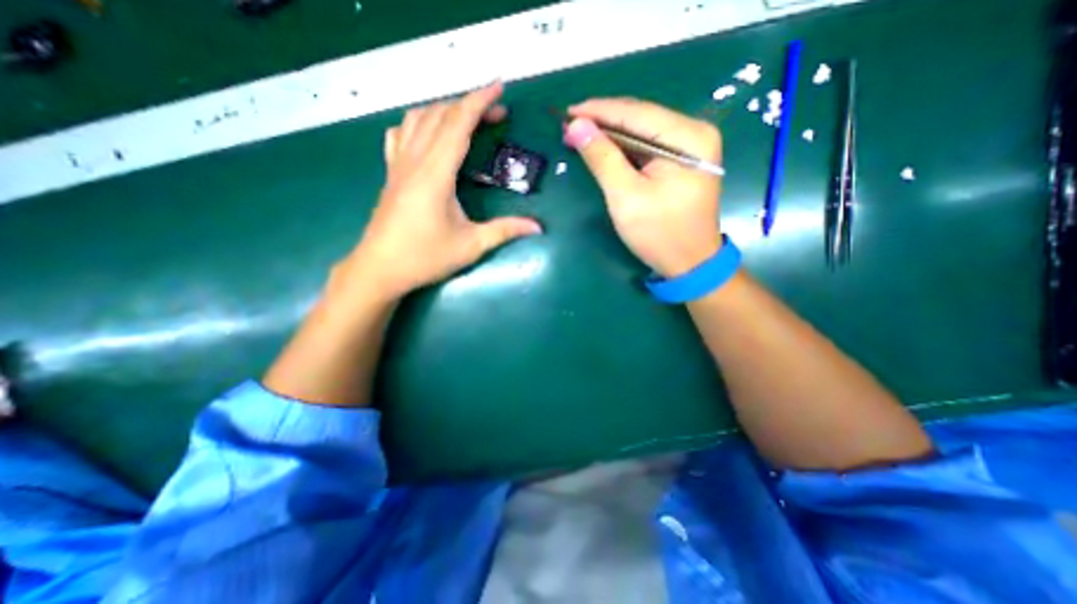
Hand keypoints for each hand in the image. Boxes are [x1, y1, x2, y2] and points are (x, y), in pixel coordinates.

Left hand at [345, 83, 543, 299]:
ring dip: (443, 110)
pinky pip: (400, 134)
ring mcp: (398, 165)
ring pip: (417, 119)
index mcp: (435, 173)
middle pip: (440, 115)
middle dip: (469, 106)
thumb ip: (505, 231)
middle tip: (496, 114)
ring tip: (466, 119)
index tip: (500, 88)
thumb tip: (538, 227)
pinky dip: (417, 123)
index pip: (458, 124)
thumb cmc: (426, 257)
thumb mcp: (471, 245)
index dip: (480, 101)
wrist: (380, 269)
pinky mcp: (391, 174)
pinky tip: (427, 133)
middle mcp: (414, 160)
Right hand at [564, 98, 721, 277]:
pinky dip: (623, 149)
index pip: (636, 113)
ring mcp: (690, 147)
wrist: (689, 263)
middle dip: (603, 122)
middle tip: (569, 127)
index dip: (598, 111)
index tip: (566, 112)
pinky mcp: (682, 161)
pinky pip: (647, 147)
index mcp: (688, 137)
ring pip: (642, 132)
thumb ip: (602, 157)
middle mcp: (694, 132)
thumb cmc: (658, 233)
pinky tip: (603, 149)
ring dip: (610, 135)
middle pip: (640, 118)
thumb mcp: (626, 196)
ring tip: (579, 136)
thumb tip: (576, 125)